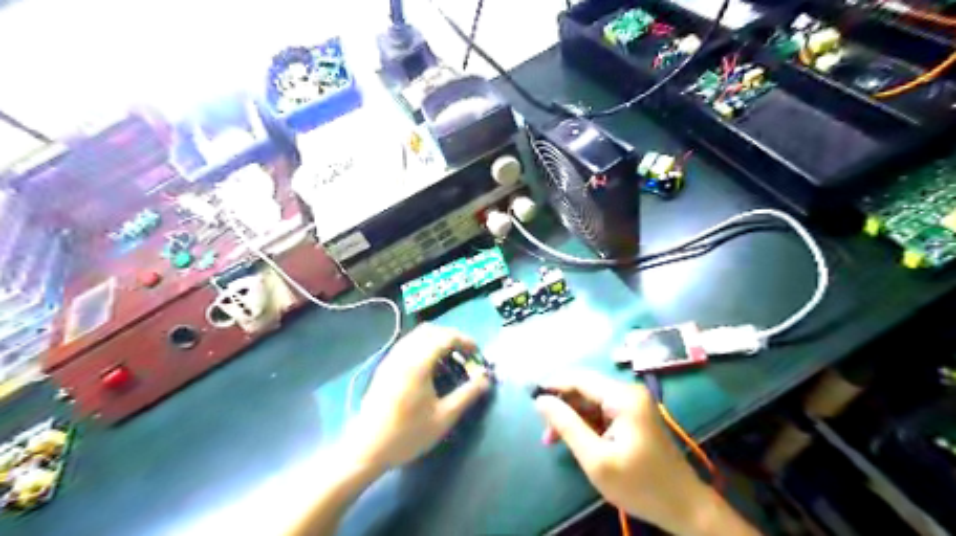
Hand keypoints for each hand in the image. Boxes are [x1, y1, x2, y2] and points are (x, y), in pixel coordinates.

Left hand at [347, 325, 492, 470]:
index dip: (465, 341)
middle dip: (452, 338)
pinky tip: (431, 367)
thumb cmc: (408, 434)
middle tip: (465, 355)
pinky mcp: (385, 367)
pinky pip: (408, 345)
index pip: (445, 337)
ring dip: (437, 341)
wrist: (367, 449)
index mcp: (417, 363)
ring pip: (417, 336)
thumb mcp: (444, 417)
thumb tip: (485, 379)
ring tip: (451, 360)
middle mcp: (403, 354)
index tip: (477, 354)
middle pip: (431, 331)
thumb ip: (467, 394)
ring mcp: (391, 359)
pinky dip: (424, 347)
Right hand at [534, 373, 719, 535]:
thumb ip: (567, 425)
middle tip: (544, 429)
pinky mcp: (633, 415)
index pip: (579, 379)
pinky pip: (601, 411)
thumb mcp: (596, 458)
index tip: (530, 397)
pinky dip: (585, 423)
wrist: (683, 506)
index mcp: (623, 397)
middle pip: (585, 389)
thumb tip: (541, 400)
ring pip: (591, 400)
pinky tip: (575, 440)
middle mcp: (629, 392)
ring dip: (572, 417)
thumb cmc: (639, 484)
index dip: (553, 385)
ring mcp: (633, 403)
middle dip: (562, 406)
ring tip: (553, 439)